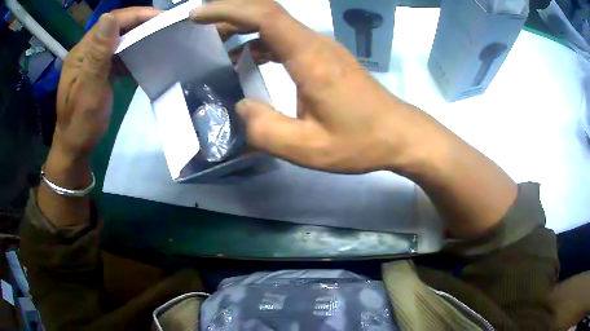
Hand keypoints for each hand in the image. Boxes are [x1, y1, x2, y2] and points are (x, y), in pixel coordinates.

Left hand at [52, 7, 160, 164]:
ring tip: (155, 37)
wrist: (75, 147)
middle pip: (114, 27)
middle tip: (163, 25)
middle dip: (138, 22)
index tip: (160, 17)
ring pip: (116, 38)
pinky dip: (129, 51)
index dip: (135, 15)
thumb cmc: (81, 124)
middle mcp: (85, 52)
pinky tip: (139, 57)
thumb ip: (98, 54)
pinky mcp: (96, 71)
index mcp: (81, 53)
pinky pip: (115, 53)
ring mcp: (90, 61)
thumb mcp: (89, 90)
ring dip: (136, 35)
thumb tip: (109, 17)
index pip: (110, 22)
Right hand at [191, 0, 435, 173]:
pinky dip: (259, 44)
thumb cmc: (360, 142)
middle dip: (229, 16)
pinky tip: (247, 61)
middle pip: (266, 13)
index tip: (197, 15)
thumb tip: (241, 109)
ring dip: (243, 29)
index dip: (227, 9)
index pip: (264, 16)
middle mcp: (315, 43)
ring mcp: (321, 48)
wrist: (398, 134)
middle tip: (200, 32)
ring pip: (275, 25)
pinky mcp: (324, 57)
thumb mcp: (309, 148)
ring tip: (216, 46)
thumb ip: (266, 131)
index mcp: (309, 58)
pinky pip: (285, 40)